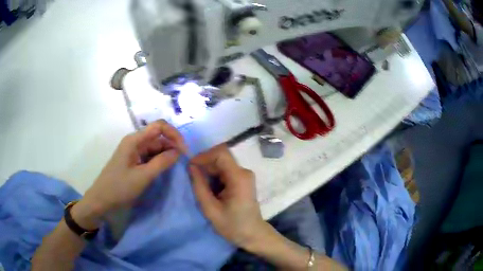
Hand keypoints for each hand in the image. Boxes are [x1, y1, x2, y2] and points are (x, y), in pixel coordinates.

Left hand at [73, 120, 185, 228]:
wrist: (102, 200)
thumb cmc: (120, 187)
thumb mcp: (143, 176)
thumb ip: (162, 162)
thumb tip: (178, 152)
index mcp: (134, 140)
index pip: (159, 126)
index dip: (174, 134)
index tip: (184, 150)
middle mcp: (135, 142)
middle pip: (158, 137)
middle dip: (172, 145)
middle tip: (183, 161)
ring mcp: (134, 151)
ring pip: (155, 147)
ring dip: (167, 154)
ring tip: (176, 166)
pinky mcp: (134, 161)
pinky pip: (150, 156)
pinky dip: (159, 160)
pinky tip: (165, 169)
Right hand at [189, 144, 269, 248]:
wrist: (252, 234)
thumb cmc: (233, 225)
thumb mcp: (211, 209)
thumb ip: (199, 186)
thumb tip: (191, 166)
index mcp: (239, 177)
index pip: (221, 153)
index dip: (204, 156)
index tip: (191, 166)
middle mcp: (244, 172)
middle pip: (221, 158)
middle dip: (204, 165)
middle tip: (192, 179)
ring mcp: (244, 175)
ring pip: (221, 164)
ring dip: (208, 172)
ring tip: (201, 187)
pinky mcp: (242, 180)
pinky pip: (225, 171)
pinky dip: (214, 177)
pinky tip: (210, 190)